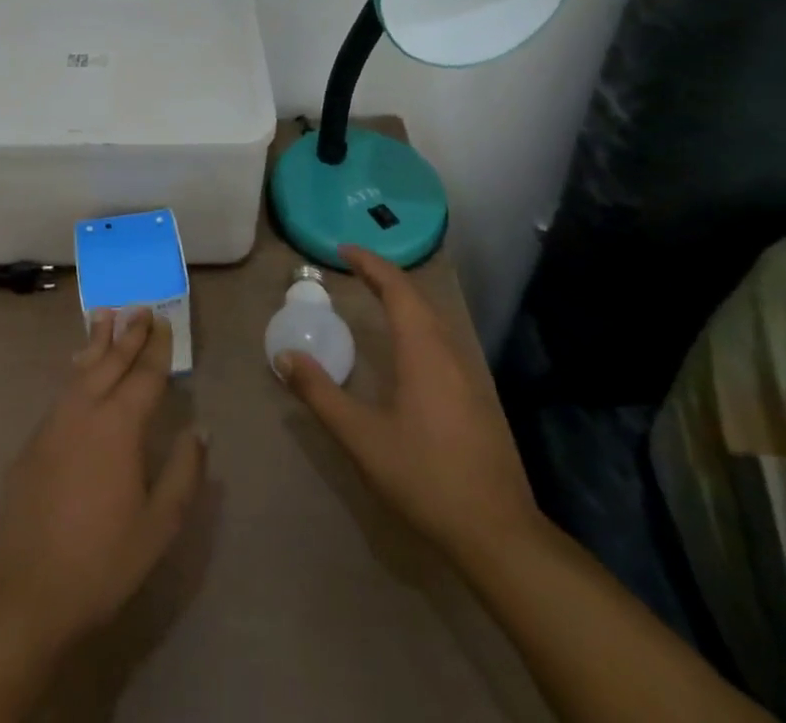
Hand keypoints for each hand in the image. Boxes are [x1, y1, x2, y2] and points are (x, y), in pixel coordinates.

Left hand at [0, 308, 206, 655]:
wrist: (23, 589)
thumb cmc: (100, 560)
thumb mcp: (158, 526)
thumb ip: (184, 473)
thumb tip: (201, 430)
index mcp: (119, 426)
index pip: (144, 376)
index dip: (156, 348)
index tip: (163, 321)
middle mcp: (85, 410)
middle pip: (111, 361)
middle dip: (127, 333)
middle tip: (139, 307)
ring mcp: (54, 421)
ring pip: (81, 368)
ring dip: (97, 341)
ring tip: (105, 315)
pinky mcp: (34, 438)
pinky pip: (63, 388)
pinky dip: (78, 368)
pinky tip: (80, 367)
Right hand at [276, 245, 539, 561]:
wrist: (499, 534)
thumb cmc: (425, 477)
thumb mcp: (361, 437)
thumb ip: (320, 394)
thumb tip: (286, 356)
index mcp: (423, 352)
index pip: (397, 290)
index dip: (371, 264)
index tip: (344, 250)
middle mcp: (449, 354)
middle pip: (418, 299)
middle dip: (386, 277)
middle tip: (354, 267)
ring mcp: (469, 377)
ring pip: (434, 320)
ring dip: (404, 300)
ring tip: (376, 296)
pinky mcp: (477, 400)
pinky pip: (442, 340)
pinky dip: (418, 323)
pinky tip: (407, 345)